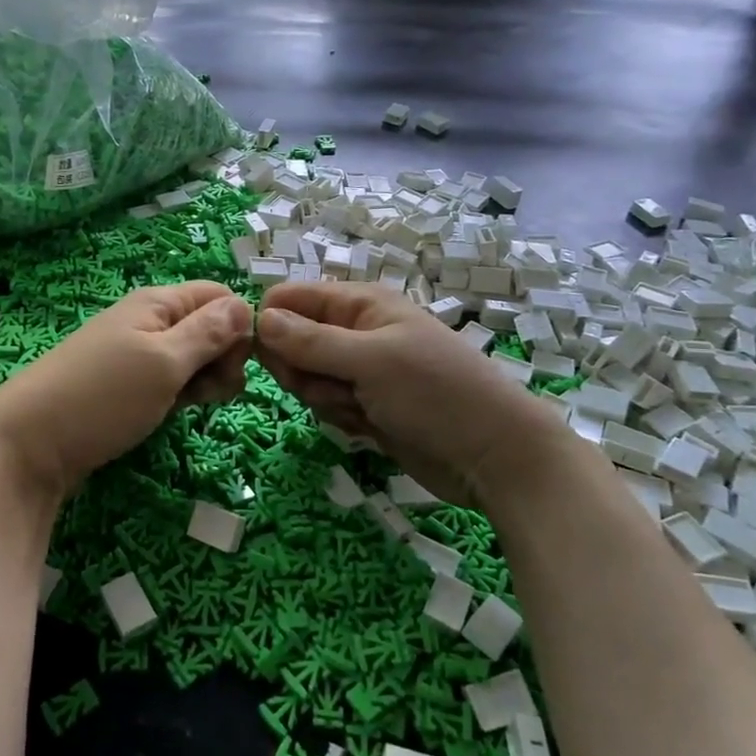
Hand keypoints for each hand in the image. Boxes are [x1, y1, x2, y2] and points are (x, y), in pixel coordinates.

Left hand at [0, 283, 252, 498]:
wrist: (30, 444)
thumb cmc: (103, 397)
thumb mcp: (164, 361)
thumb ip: (208, 333)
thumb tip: (247, 305)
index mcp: (158, 302)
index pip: (219, 296)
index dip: (238, 326)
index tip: (237, 365)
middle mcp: (149, 320)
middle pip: (209, 327)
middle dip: (224, 358)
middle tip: (215, 393)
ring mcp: (136, 354)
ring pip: (192, 357)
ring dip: (205, 380)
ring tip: (191, 406)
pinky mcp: (128, 385)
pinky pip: (170, 380)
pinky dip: (181, 394)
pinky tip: (175, 414)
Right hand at [254, 282, 562, 508]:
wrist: (495, 457)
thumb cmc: (436, 394)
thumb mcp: (370, 361)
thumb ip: (311, 341)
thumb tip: (259, 318)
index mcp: (360, 304)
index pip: (290, 298)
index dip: (272, 324)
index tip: (270, 357)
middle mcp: (356, 331)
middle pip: (291, 341)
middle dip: (301, 369)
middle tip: (331, 386)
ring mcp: (361, 371)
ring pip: (306, 377)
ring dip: (324, 397)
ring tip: (361, 409)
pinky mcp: (365, 405)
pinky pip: (327, 404)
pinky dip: (341, 418)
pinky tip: (370, 427)